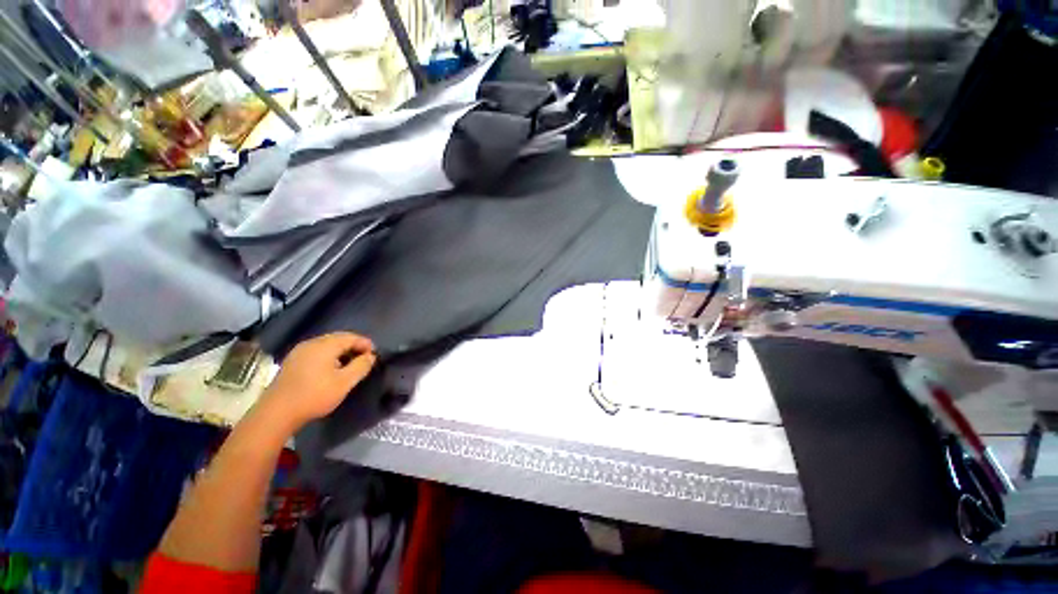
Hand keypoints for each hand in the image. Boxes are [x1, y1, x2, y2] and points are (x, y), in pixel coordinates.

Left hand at [259, 333, 376, 430]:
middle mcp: (311, 343)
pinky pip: (316, 352)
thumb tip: (370, 356)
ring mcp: (299, 352)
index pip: (351, 337)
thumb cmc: (315, 395)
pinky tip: (331, 369)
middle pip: (338, 338)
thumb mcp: (345, 382)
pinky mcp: (292, 362)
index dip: (365, 344)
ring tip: (350, 364)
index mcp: (324, 345)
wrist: (276, 413)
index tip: (374, 355)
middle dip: (354, 346)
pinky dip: (329, 356)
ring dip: (341, 351)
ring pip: (326, 345)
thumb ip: (361, 366)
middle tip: (364, 358)